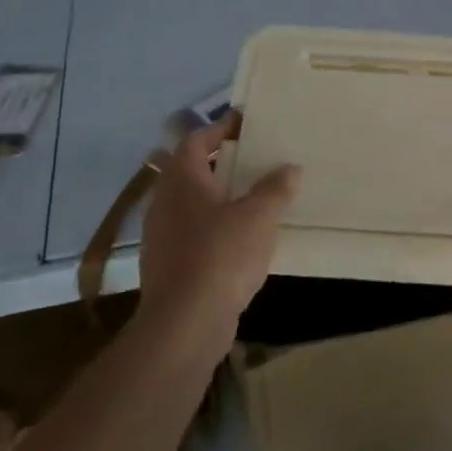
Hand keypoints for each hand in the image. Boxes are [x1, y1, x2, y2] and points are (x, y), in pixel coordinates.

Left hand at [138, 111, 300, 354]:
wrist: (184, 327)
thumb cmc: (220, 256)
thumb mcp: (259, 216)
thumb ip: (276, 188)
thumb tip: (290, 168)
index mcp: (182, 180)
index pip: (196, 140)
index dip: (220, 128)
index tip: (245, 124)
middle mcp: (165, 202)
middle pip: (191, 171)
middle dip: (221, 164)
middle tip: (255, 159)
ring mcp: (161, 237)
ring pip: (191, 205)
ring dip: (218, 199)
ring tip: (253, 199)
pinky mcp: (166, 267)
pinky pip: (192, 234)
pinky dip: (213, 229)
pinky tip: (240, 240)